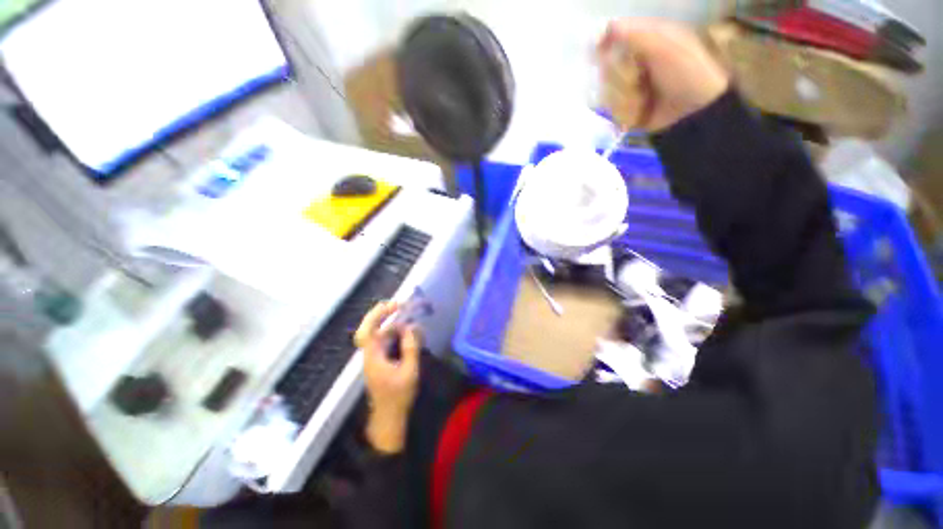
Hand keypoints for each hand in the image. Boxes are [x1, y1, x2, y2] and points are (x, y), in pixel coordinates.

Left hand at [354, 301, 421, 453]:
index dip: (378, 315)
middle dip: (385, 315)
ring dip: (394, 325)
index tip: (395, 305)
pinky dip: (397, 335)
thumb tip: (412, 327)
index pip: (368, 330)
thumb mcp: (409, 372)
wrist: (389, 419)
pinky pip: (387, 342)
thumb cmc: (398, 397)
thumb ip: (410, 348)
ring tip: (411, 321)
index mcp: (373, 357)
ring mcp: (375, 358)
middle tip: (401, 305)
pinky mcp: (381, 361)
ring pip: (381, 335)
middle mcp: (371, 354)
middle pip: (372, 329)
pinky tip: (409, 335)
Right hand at [598, 18, 728, 131]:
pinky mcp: (624, 110)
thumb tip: (600, 28)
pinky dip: (627, 114)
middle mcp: (629, 62)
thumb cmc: (686, 71)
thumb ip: (633, 33)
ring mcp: (625, 88)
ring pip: (606, 94)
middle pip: (604, 70)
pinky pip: (611, 112)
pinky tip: (641, 113)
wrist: (694, 110)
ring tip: (645, 100)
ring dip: (626, 99)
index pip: (607, 37)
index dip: (601, 45)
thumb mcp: (663, 45)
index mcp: (640, 41)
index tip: (601, 51)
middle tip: (641, 79)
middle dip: (622, 79)